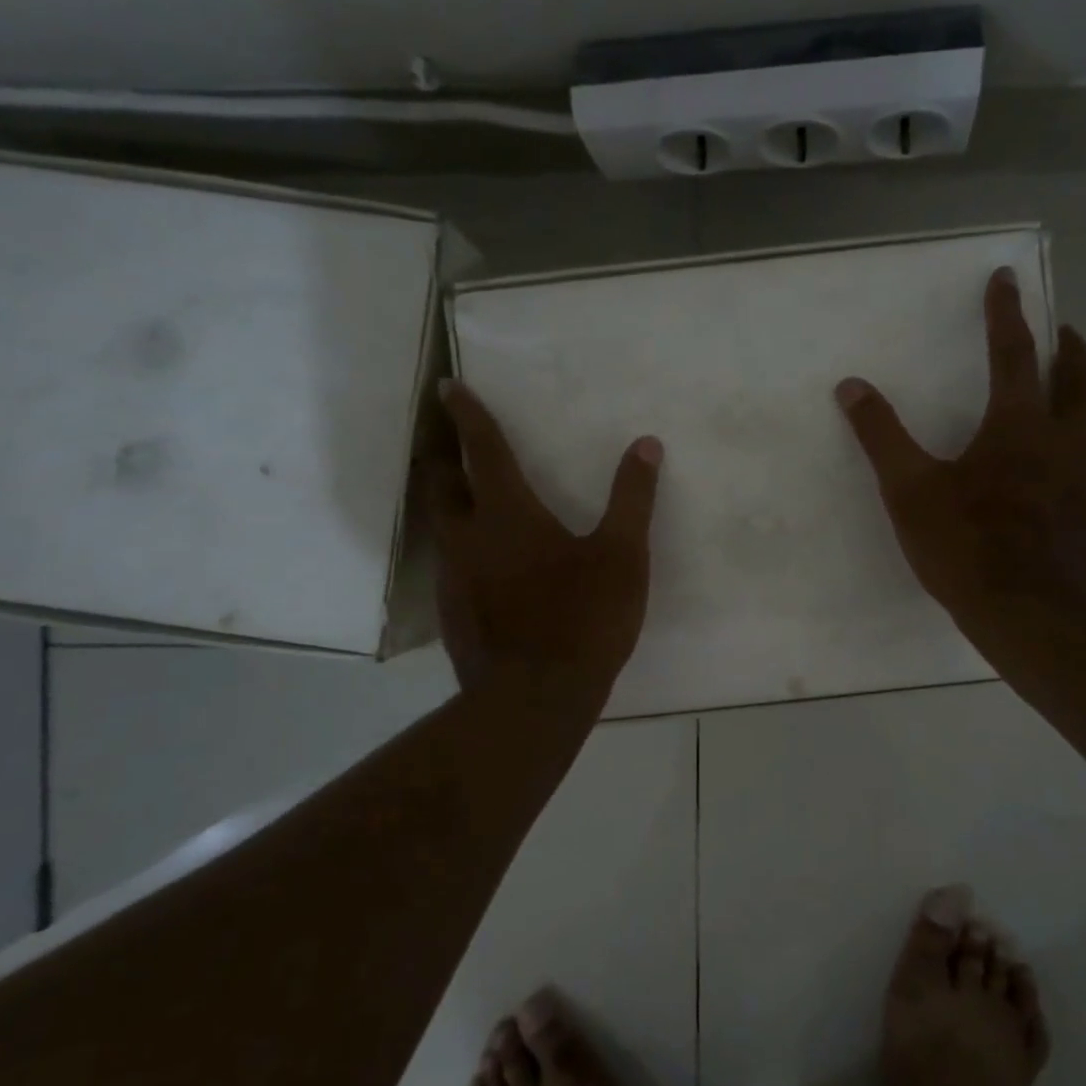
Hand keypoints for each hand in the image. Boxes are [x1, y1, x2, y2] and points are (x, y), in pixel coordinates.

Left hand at [425, 381, 662, 706]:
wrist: (535, 699)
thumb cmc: (583, 618)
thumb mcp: (622, 556)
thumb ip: (632, 498)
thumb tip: (645, 445)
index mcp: (507, 514)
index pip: (483, 450)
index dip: (468, 415)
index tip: (448, 386)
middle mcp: (468, 538)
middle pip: (441, 483)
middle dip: (441, 452)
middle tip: (443, 432)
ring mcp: (454, 578)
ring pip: (440, 526)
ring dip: (446, 500)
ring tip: (461, 492)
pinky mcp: (452, 613)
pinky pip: (450, 564)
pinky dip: (459, 545)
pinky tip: (481, 563)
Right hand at [835, 266, 1085, 630]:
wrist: (1033, 618)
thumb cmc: (967, 548)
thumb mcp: (909, 491)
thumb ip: (881, 436)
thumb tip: (851, 386)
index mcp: (1017, 427)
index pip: (1013, 353)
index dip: (1006, 312)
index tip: (1007, 277)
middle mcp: (1064, 443)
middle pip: (1080, 377)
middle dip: (1069, 345)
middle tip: (1060, 330)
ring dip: (1083, 399)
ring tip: (1067, 397)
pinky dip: (1081, 457)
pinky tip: (1065, 479)